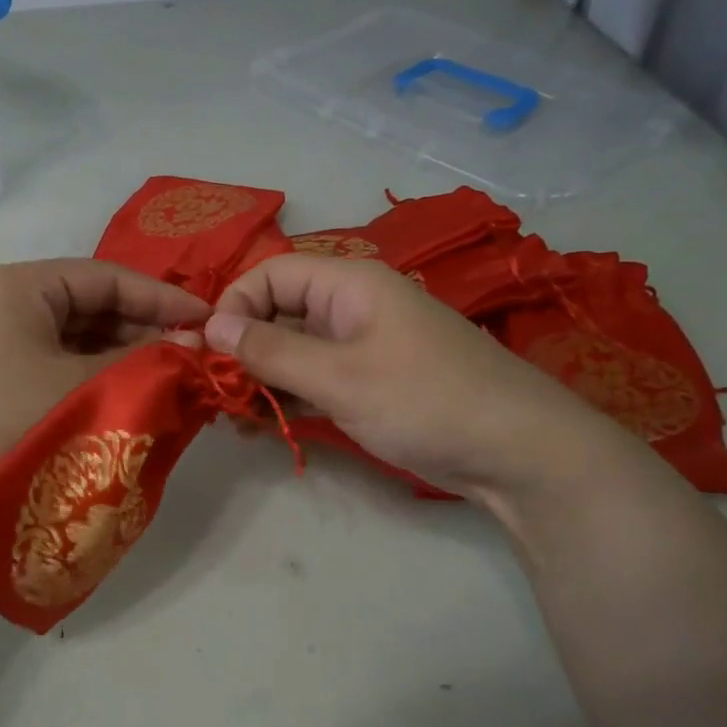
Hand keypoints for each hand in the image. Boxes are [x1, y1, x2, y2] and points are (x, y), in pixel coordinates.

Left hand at [0, 260, 208, 563]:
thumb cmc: (4, 429)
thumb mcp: (84, 391)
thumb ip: (145, 362)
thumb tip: (195, 346)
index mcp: (19, 286)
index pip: (108, 276)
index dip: (163, 297)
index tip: (210, 321)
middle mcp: (1, 302)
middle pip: (90, 304)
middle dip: (144, 329)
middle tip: (193, 358)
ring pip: (73, 338)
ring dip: (121, 357)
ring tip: (167, 382)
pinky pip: (53, 365)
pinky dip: (91, 378)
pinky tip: (122, 399)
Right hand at [205, 255, 639, 510]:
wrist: (517, 452)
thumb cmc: (424, 400)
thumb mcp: (339, 376)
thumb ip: (272, 351)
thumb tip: (212, 328)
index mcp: (349, 284)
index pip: (271, 274)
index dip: (234, 306)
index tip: (209, 352)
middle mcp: (353, 307)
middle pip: (280, 311)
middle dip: (244, 347)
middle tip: (215, 391)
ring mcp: (364, 347)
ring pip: (296, 350)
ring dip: (263, 378)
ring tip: (233, 416)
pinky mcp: (373, 384)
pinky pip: (318, 380)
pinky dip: (291, 398)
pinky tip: (264, 425)